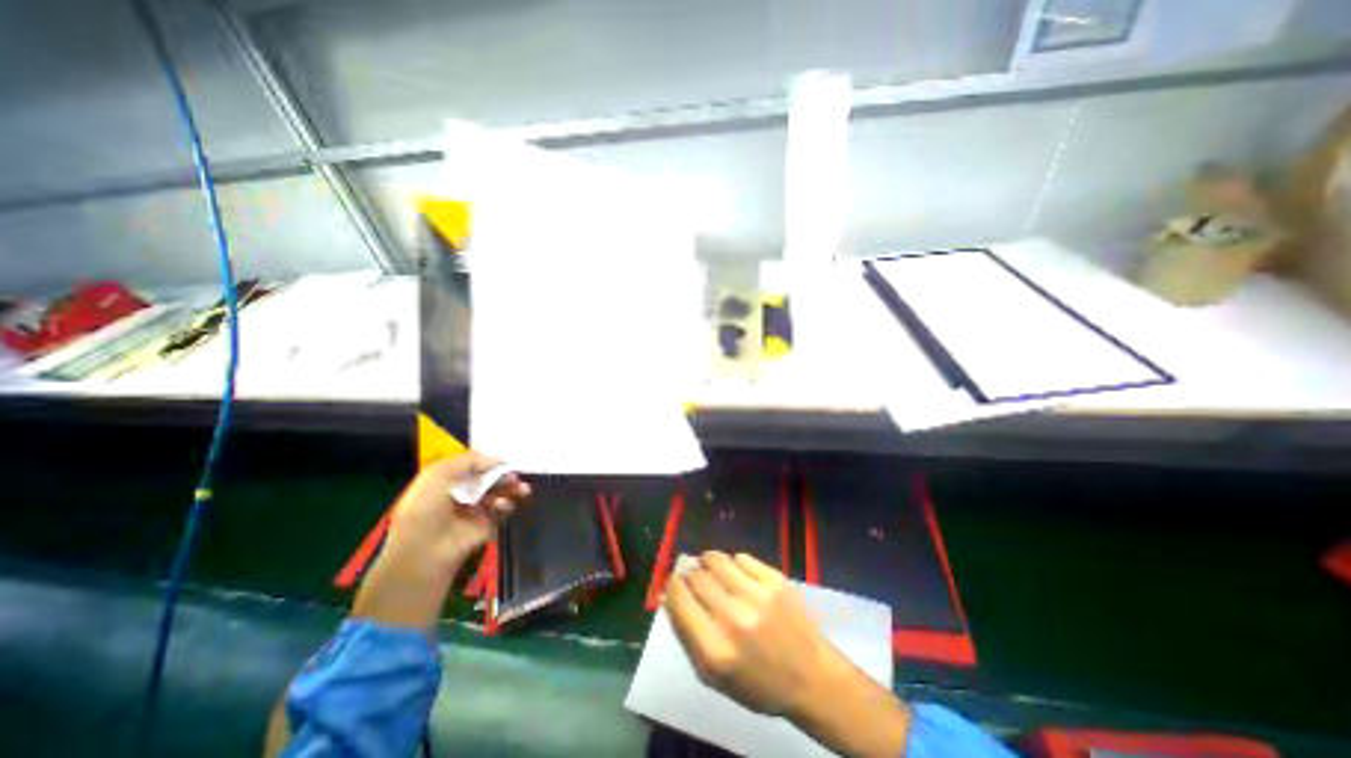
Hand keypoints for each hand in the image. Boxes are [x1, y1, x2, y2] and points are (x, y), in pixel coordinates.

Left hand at [384, 453, 531, 570]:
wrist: (423, 551)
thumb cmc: (425, 508)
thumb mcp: (439, 473)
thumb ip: (470, 460)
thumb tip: (498, 459)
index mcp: (445, 482)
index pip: (471, 467)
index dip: (487, 461)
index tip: (503, 459)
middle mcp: (460, 495)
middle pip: (488, 479)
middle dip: (503, 475)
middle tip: (514, 475)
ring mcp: (473, 511)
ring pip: (498, 494)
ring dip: (510, 489)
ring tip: (521, 488)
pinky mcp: (485, 526)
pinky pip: (501, 512)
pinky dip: (506, 505)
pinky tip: (504, 505)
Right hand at [667, 550, 841, 715]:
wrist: (810, 677)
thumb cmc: (757, 682)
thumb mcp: (713, 675)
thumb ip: (685, 634)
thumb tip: (668, 595)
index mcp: (714, 649)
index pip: (679, 598)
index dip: (673, 584)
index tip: (675, 581)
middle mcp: (733, 618)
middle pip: (696, 576)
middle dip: (691, 573)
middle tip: (694, 577)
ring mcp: (756, 595)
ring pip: (716, 559)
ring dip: (708, 561)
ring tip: (712, 568)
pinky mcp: (775, 580)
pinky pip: (741, 557)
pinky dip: (734, 563)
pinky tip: (738, 575)